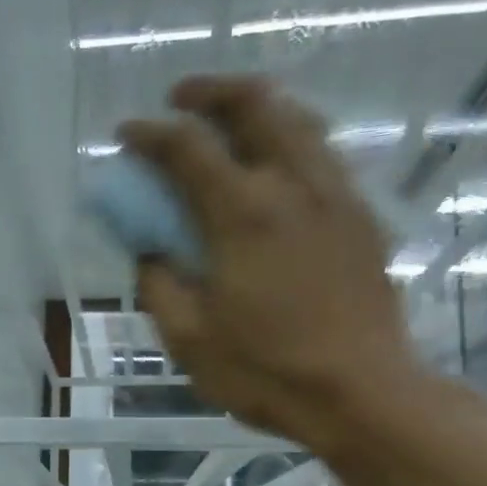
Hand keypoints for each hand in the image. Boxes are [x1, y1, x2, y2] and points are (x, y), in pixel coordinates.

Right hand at [119, 75, 422, 453]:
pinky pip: (323, 154)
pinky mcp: (362, 217)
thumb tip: (150, 252)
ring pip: (299, 120)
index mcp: (242, 215)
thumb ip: (159, 284)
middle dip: (211, 92)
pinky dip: (290, 141)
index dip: (148, 135)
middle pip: (256, 104)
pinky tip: (274, 171)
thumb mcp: (188, 338)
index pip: (187, 148)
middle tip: (181, 102)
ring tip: (228, 125)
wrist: (361, 393)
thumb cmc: (265, 371)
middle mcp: (294, 186)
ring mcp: (336, 196)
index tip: (125, 136)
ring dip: (256, 109)